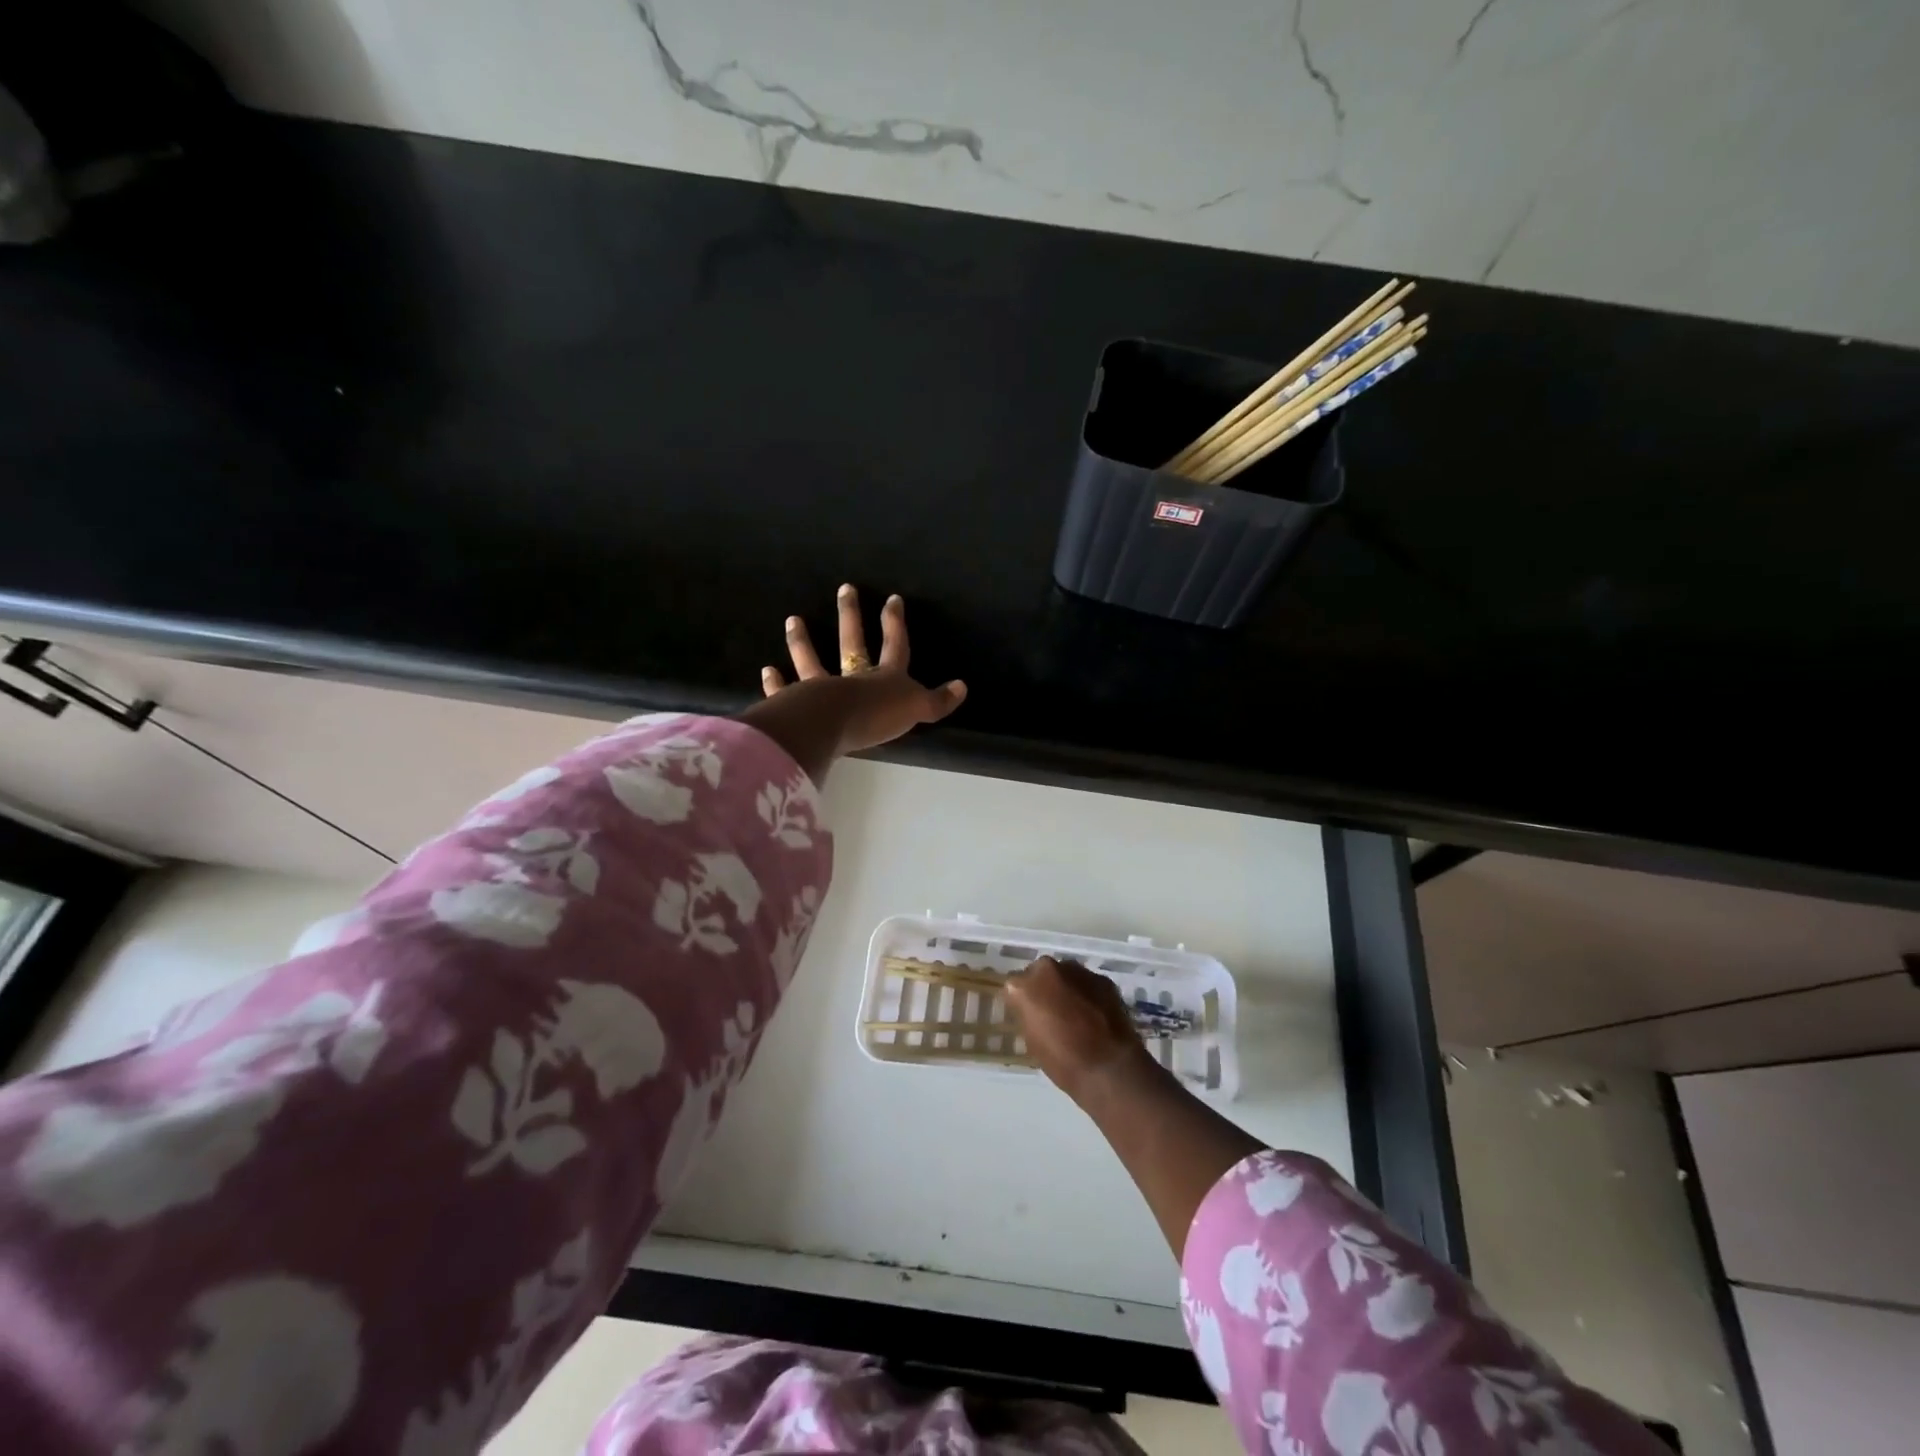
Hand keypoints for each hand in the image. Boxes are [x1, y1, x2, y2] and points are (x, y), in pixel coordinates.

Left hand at [759, 585, 966, 756]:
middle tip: (845, 588)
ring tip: (793, 620)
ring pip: (812, 661)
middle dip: (850, 616)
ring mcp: (822, 689)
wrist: (834, 724)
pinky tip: (767, 672)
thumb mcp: (916, 709)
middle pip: (852, 642)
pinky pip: (785, 691)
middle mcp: (852, 678)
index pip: (894, 646)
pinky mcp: (798, 705)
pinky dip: (775, 683)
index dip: (895, 624)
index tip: (892, 599)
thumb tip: (962, 687)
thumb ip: (936, 701)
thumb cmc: (878, 715)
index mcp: (884, 678)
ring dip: (802, 642)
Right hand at [1006, 956, 1154, 1104]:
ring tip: (1077, 1013)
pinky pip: (1088, 983)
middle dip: (1044, 987)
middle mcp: (1047, 969)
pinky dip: (1088, 994)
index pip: (1014, 986)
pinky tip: (1096, 1014)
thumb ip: (1029, 1015)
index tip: (1030, 1015)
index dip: (1022, 1001)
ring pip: (1066, 974)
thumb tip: (1036, 1010)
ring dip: (1067, 987)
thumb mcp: (1032, 1041)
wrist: (1109, 1067)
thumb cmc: (1063, 1062)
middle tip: (1052, 1011)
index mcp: (1023, 987)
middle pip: (1040, 972)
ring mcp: (1077, 971)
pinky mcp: (1102, 978)